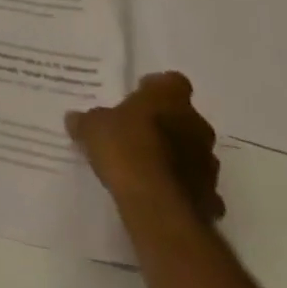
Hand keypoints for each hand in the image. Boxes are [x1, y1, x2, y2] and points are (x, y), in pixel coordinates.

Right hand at [67, 71, 224, 221]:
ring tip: (150, 168)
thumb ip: (87, 121)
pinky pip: (199, 188)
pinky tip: (163, 195)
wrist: (156, 205)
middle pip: (186, 118)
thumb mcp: (92, 128)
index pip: (173, 82)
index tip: (139, 98)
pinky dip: (185, 190)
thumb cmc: (125, 149)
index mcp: (169, 98)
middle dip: (169, 125)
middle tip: (141, 133)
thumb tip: (74, 119)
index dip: (157, 89)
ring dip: (179, 158)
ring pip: (195, 153)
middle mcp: (196, 125)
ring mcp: (208, 164)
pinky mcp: (212, 198)